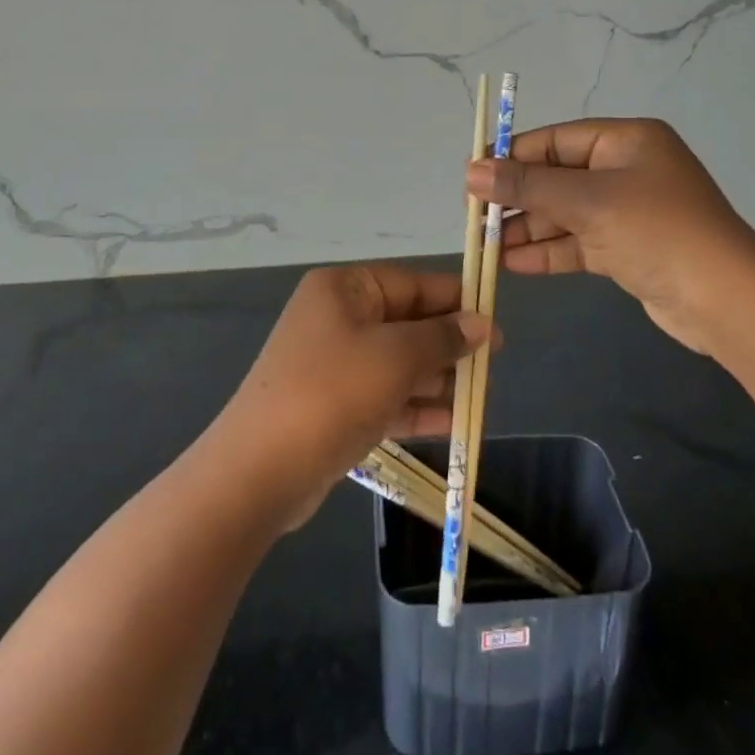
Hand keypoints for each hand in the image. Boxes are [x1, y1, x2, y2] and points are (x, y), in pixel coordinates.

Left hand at [210, 264, 491, 528]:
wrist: (259, 471)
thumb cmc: (332, 393)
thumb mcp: (395, 357)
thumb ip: (442, 337)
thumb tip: (481, 323)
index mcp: (345, 289)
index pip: (412, 283)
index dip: (456, 301)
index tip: (495, 322)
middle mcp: (338, 318)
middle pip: (407, 323)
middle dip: (449, 345)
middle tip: (493, 367)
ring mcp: (334, 364)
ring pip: (399, 362)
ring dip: (438, 379)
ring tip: (481, 397)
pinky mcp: (335, 405)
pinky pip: (385, 396)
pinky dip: (416, 406)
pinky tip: (454, 422)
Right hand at [466, 118, 754, 358]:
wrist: (726, 302)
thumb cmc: (657, 232)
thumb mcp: (588, 202)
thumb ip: (527, 186)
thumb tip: (471, 171)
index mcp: (626, 141)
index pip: (555, 140)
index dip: (512, 156)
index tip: (473, 176)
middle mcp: (626, 170)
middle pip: (557, 177)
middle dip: (517, 199)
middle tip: (475, 218)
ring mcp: (628, 211)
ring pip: (565, 214)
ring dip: (528, 229)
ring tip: (485, 246)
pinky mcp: (628, 249)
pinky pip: (579, 242)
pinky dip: (549, 251)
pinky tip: (513, 263)